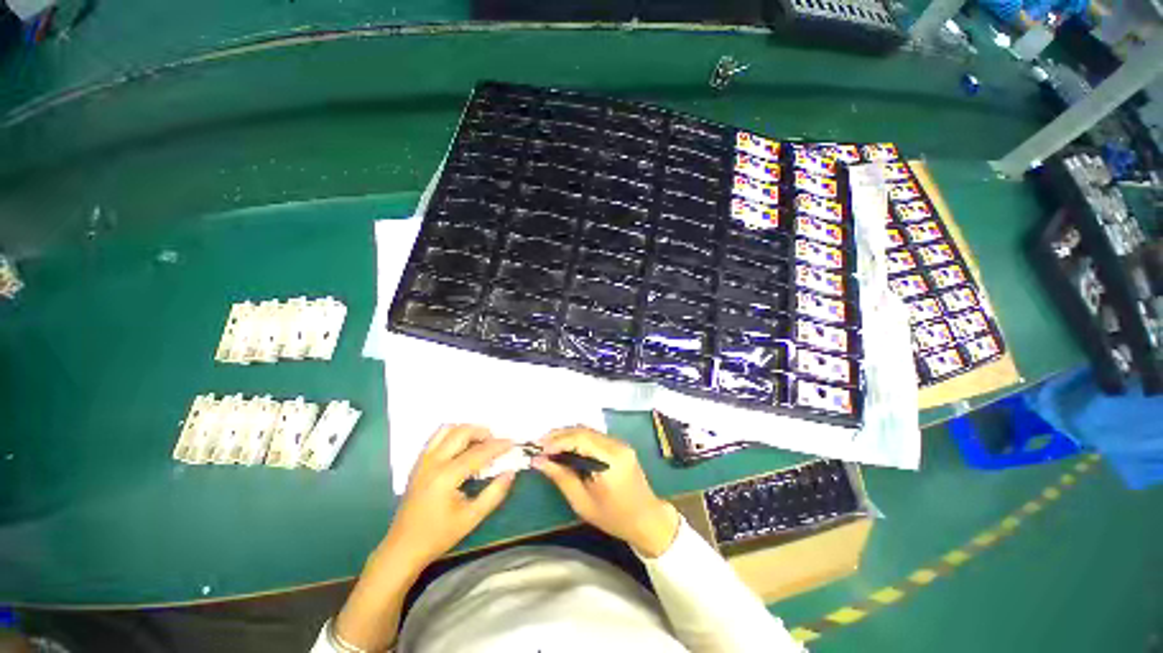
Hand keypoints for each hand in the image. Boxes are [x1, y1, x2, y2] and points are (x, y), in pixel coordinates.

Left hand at [382, 424, 516, 568]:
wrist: (403, 548)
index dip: (497, 446)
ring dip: (466, 430)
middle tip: (495, 441)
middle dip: (482, 432)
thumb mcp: (471, 518)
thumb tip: (510, 472)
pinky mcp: (418, 463)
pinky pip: (436, 437)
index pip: (478, 453)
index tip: (512, 443)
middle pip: (461, 432)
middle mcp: (433, 462)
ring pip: (446, 430)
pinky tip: (461, 448)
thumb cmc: (438, 535)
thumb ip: (494, 493)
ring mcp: (423, 461)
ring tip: (478, 441)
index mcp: (446, 477)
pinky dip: (452, 435)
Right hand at [534, 426, 679, 557]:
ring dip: (568, 435)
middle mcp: (617, 445)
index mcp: (610, 460)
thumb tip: (538, 461)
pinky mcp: (620, 445)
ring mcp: (620, 443)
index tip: (538, 449)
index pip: (580, 439)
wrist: (647, 520)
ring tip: (549, 446)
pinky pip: (595, 436)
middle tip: (539, 445)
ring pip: (588, 430)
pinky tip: (566, 447)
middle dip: (559, 435)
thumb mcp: (583, 502)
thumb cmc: (614, 517)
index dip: (557, 441)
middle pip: (583, 430)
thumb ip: (561, 477)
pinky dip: (578, 439)